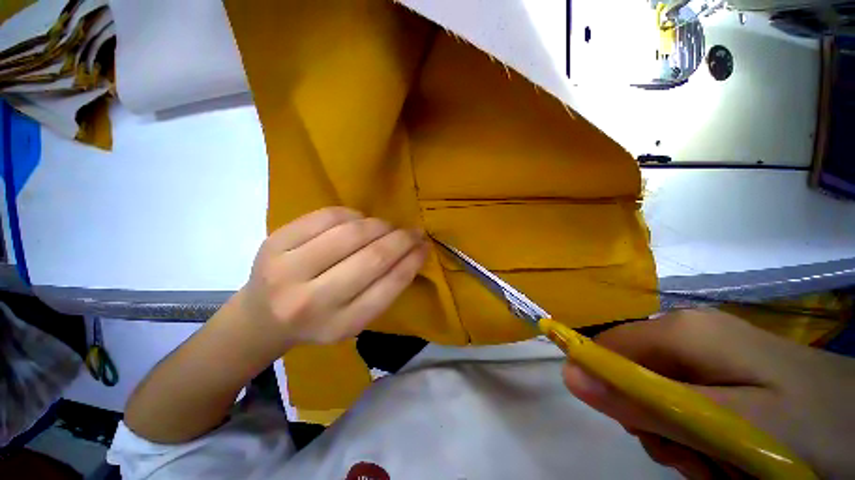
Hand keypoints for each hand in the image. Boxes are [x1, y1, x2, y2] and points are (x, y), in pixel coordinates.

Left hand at [237, 207, 428, 349]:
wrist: (261, 318)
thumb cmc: (317, 321)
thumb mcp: (354, 319)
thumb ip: (384, 290)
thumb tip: (412, 252)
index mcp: (338, 326)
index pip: (388, 286)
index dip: (412, 261)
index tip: (425, 246)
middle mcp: (311, 302)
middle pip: (372, 257)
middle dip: (401, 239)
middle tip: (413, 232)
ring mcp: (287, 269)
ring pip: (351, 233)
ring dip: (379, 225)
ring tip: (388, 227)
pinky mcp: (274, 242)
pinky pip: (327, 216)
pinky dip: (352, 215)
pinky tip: (359, 221)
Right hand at [562, 309, 854, 478]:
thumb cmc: (812, 424)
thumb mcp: (733, 428)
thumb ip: (648, 403)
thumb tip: (570, 375)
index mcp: (681, 331)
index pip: (604, 347)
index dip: (605, 384)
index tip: (639, 431)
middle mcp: (686, 332)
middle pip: (633, 375)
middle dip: (652, 422)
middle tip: (693, 456)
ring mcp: (707, 351)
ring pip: (658, 395)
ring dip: (677, 435)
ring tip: (720, 462)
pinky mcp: (723, 371)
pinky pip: (685, 402)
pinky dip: (697, 434)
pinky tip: (729, 452)